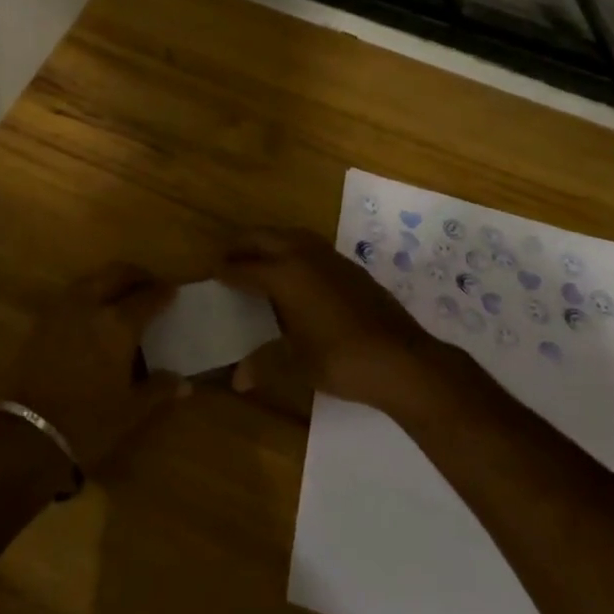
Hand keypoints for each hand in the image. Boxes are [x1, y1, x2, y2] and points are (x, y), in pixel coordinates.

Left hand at [4, 264, 188, 472]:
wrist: (29, 433)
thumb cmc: (89, 422)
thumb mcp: (130, 409)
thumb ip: (158, 389)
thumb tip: (185, 383)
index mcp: (118, 324)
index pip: (147, 296)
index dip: (163, 292)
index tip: (172, 291)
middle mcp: (91, 305)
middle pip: (117, 273)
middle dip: (136, 276)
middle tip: (149, 285)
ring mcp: (63, 309)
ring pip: (92, 279)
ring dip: (110, 280)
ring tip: (121, 296)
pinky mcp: (43, 319)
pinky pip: (72, 294)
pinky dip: (88, 293)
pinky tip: (93, 313)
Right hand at [217, 227, 438, 414]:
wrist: (401, 359)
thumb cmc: (341, 360)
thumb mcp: (297, 364)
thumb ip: (264, 363)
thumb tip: (237, 379)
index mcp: (285, 274)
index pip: (245, 267)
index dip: (226, 270)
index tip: (211, 271)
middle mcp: (304, 256)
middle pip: (265, 237)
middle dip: (242, 244)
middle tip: (226, 256)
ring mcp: (330, 257)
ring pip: (290, 235)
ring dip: (269, 241)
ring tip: (257, 257)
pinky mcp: (349, 266)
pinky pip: (310, 245)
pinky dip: (293, 249)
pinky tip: (295, 271)